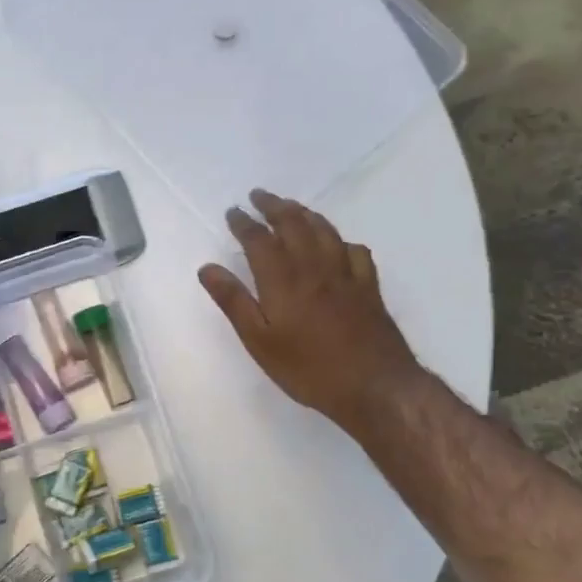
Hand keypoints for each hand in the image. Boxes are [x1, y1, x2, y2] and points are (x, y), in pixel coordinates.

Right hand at [198, 189, 422, 433]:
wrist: (374, 386)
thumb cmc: (308, 368)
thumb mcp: (259, 341)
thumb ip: (234, 301)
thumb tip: (207, 268)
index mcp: (283, 279)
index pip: (259, 240)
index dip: (244, 223)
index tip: (233, 211)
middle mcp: (314, 266)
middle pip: (293, 224)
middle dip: (274, 206)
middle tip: (259, 196)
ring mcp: (346, 274)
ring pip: (324, 230)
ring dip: (304, 213)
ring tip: (291, 208)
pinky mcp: (369, 287)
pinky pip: (355, 250)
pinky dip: (340, 240)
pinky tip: (337, 244)